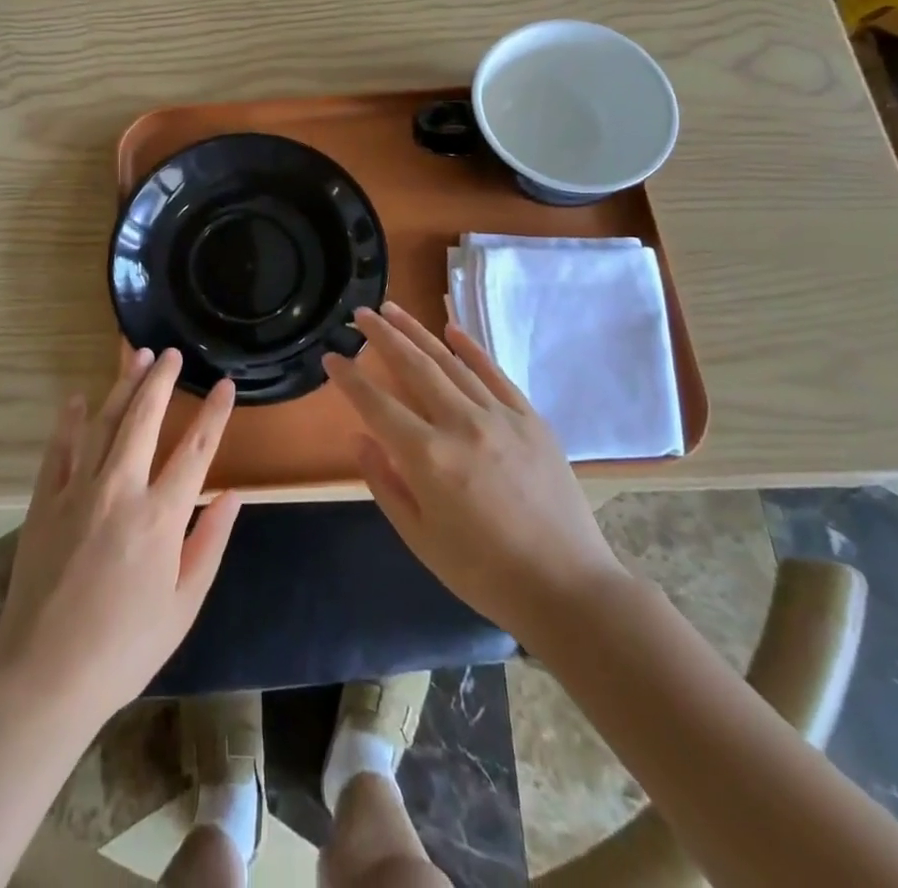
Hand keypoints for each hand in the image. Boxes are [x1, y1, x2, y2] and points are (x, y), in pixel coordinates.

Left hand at [0, 348, 240, 729]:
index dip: (214, 414)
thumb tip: (232, 495)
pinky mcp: (45, 500)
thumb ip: (210, 544)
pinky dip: (68, 421)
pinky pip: (59, 449)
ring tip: (135, 356)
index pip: (197, 450)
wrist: (44, 674)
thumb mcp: (183, 606)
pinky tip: (76, 399)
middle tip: (171, 353)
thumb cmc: (124, 648)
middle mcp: (121, 489)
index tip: (225, 385)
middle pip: (144, 419)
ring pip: (103, 422)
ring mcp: (78, 490)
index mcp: (161, 517)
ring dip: (122, 386)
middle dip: (161, 380)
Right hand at [322, 301, 627, 644]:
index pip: (376, 404)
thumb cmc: (483, 573)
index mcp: (428, 457)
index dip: (349, 379)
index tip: (331, 358)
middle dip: (382, 336)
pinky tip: (451, 328)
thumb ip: (384, 483)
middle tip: (360, 313)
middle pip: (413, 366)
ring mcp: (500, 416)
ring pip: (450, 362)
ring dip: (417, 332)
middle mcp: (461, 425)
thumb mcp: (420, 538)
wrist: (567, 588)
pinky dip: (470, 348)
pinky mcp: (530, 419)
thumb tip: (359, 437)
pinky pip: (494, 373)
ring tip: (393, 309)